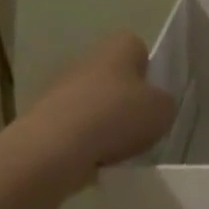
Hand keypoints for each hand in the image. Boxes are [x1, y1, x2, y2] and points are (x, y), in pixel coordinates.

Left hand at [16, 33, 175, 186]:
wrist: (52, 149)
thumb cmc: (116, 117)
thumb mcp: (163, 111)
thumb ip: (164, 104)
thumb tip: (155, 108)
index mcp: (119, 47)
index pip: (139, 49)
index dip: (149, 72)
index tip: (154, 97)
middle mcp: (88, 60)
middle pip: (114, 78)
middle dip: (125, 101)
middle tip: (139, 127)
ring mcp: (61, 89)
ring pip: (93, 105)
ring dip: (104, 124)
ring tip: (117, 151)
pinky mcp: (43, 119)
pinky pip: (74, 130)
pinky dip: (84, 144)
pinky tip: (92, 161)